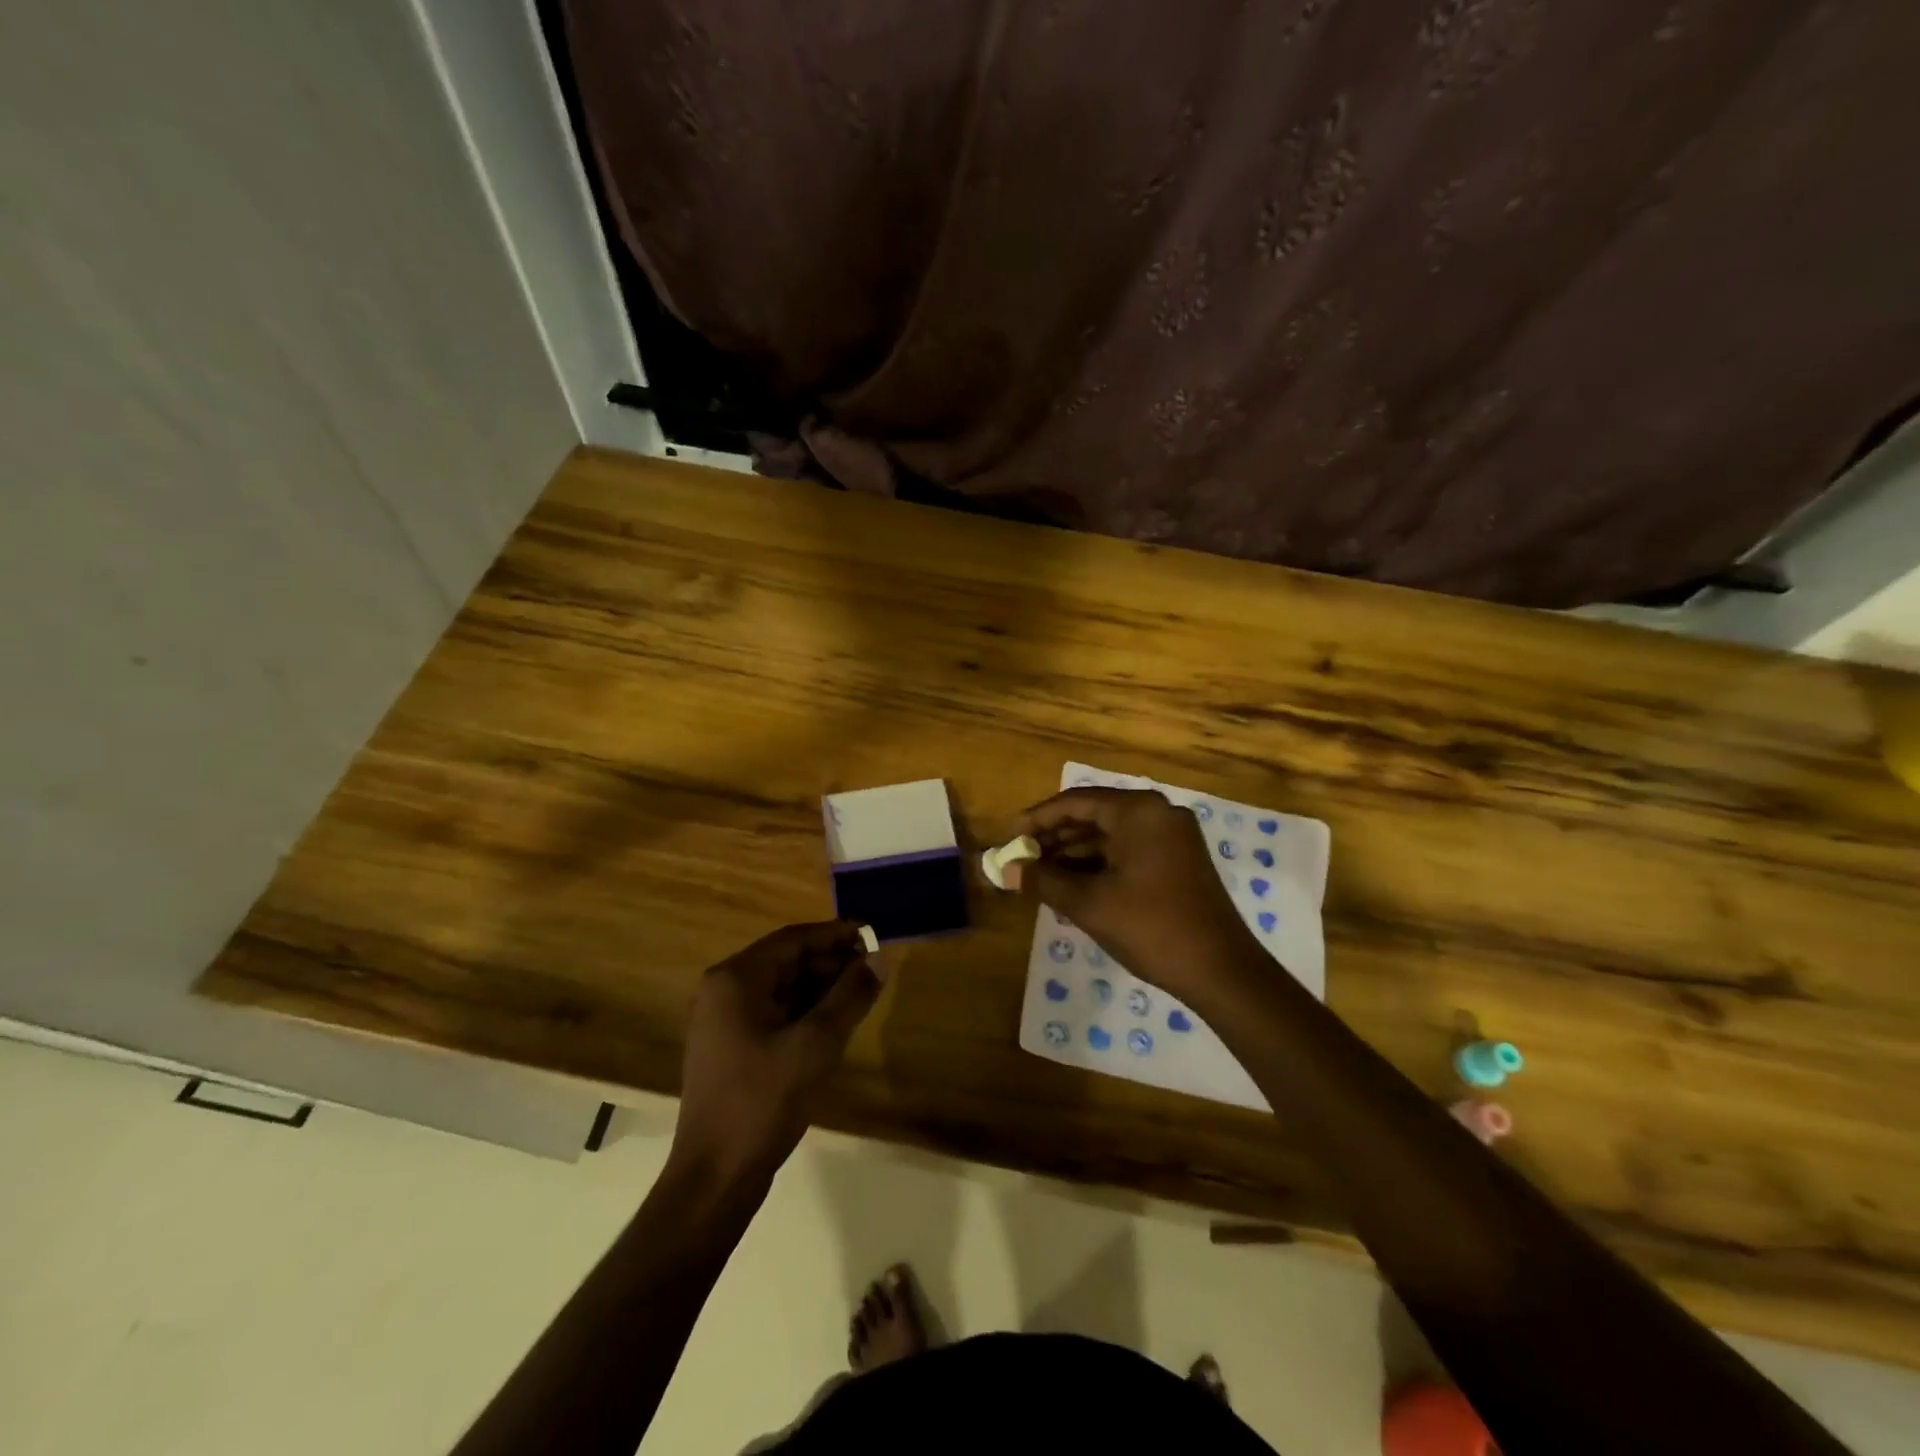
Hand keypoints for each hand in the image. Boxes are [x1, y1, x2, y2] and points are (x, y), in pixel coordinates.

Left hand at [672, 921, 881, 1189]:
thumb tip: (880, 958)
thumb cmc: (761, 1101)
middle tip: (874, 969)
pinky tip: (837, 1021)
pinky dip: (807, 1011)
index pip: (793, 939)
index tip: (873, 934)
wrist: (715, 1178)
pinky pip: (776, 1012)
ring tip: (863, 993)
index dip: (835, 934)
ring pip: (784, 987)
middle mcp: (725, 990)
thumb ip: (850, 996)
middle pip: (787, 961)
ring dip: (822, 987)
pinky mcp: (733, 1046)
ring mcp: (725, 1020)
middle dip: (831, 962)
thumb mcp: (816, 1044)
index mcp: (735, 979)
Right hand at [1011, 788, 1257, 1008]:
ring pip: (1110, 836)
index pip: (1075, 802)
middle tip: (1020, 860)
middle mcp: (1157, 813)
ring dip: (1074, 854)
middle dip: (1054, 838)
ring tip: (1039, 876)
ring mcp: (1172, 837)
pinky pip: (1128, 851)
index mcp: (1138, 811)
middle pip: (1093, 816)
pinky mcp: (1178, 860)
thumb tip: (1005, 871)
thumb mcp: (1088, 903)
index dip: (1037, 819)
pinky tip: (1071, 885)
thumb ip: (1043, 881)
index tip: (1008, 837)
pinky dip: (1099, 865)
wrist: (1221, 971)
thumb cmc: (1150, 927)